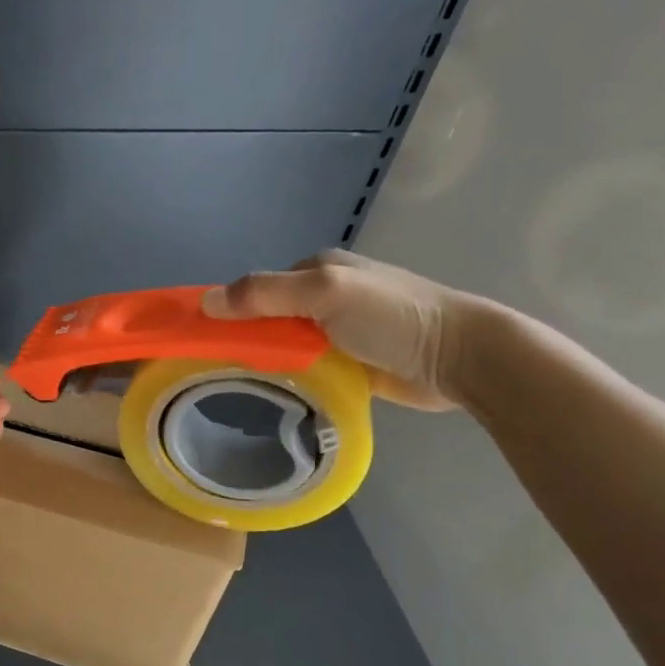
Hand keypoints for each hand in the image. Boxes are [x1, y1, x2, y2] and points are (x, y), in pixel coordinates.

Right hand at [201, 251, 475, 409]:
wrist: (460, 356)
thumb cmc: (392, 316)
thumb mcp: (325, 292)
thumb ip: (265, 294)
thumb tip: (204, 302)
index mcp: (317, 269)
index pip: (257, 289)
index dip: (230, 311)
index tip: (206, 342)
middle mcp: (325, 296)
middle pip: (269, 319)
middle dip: (247, 340)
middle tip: (221, 371)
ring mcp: (339, 331)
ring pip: (286, 346)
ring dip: (268, 362)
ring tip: (240, 389)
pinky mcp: (352, 362)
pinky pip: (307, 368)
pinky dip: (292, 378)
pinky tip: (276, 396)